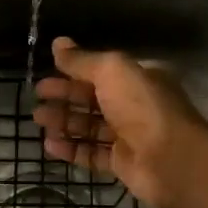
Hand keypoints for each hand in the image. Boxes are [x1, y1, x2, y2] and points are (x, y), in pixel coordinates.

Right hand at [32, 37, 207, 207]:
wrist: (170, 159)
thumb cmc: (142, 106)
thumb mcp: (110, 71)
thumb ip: (82, 60)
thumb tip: (57, 43)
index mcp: (138, 79)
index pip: (101, 72)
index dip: (73, 72)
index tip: (46, 75)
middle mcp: (135, 105)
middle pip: (93, 99)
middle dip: (65, 97)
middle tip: (37, 98)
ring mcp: (130, 136)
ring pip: (91, 127)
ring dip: (64, 122)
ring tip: (38, 121)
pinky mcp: (123, 164)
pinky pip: (92, 154)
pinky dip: (71, 149)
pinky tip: (50, 145)